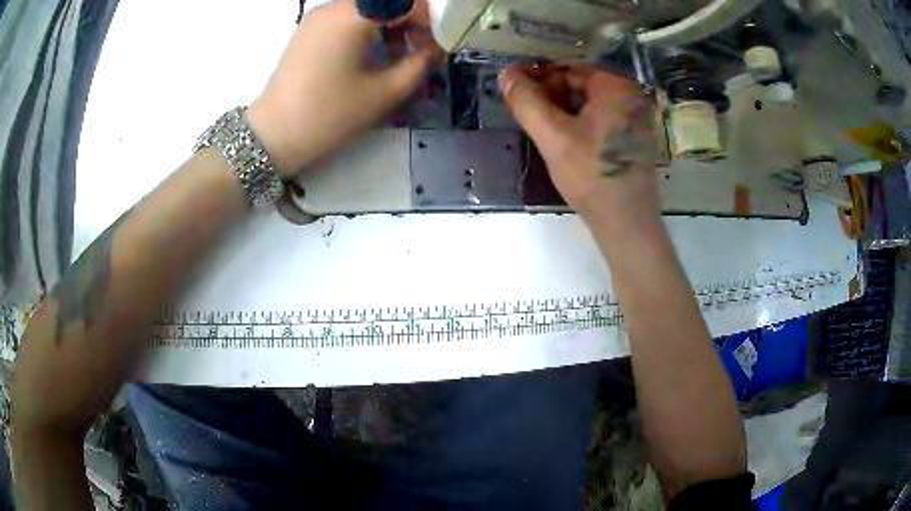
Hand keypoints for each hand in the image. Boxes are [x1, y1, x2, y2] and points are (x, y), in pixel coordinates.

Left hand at [248, 0, 435, 177]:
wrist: (273, 136)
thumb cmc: (329, 115)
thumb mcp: (384, 93)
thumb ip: (419, 64)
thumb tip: (434, 50)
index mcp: (353, 16)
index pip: (406, 1)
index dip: (428, 20)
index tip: (435, 46)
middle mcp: (334, 7)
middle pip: (385, 1)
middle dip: (409, 21)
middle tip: (418, 50)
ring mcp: (318, 17)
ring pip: (367, 7)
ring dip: (389, 24)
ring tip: (395, 56)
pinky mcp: (309, 29)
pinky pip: (347, 17)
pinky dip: (367, 28)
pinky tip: (369, 54)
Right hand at [499, 65, 660, 225]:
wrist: (626, 224)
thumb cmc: (592, 176)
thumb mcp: (553, 136)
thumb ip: (526, 102)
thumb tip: (505, 73)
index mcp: (617, 88)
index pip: (568, 70)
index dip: (537, 79)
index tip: (515, 93)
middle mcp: (631, 98)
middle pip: (580, 86)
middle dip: (549, 96)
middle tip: (526, 114)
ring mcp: (634, 120)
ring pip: (588, 105)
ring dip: (561, 112)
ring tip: (540, 129)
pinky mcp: (632, 139)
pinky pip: (598, 121)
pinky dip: (577, 125)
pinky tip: (561, 141)